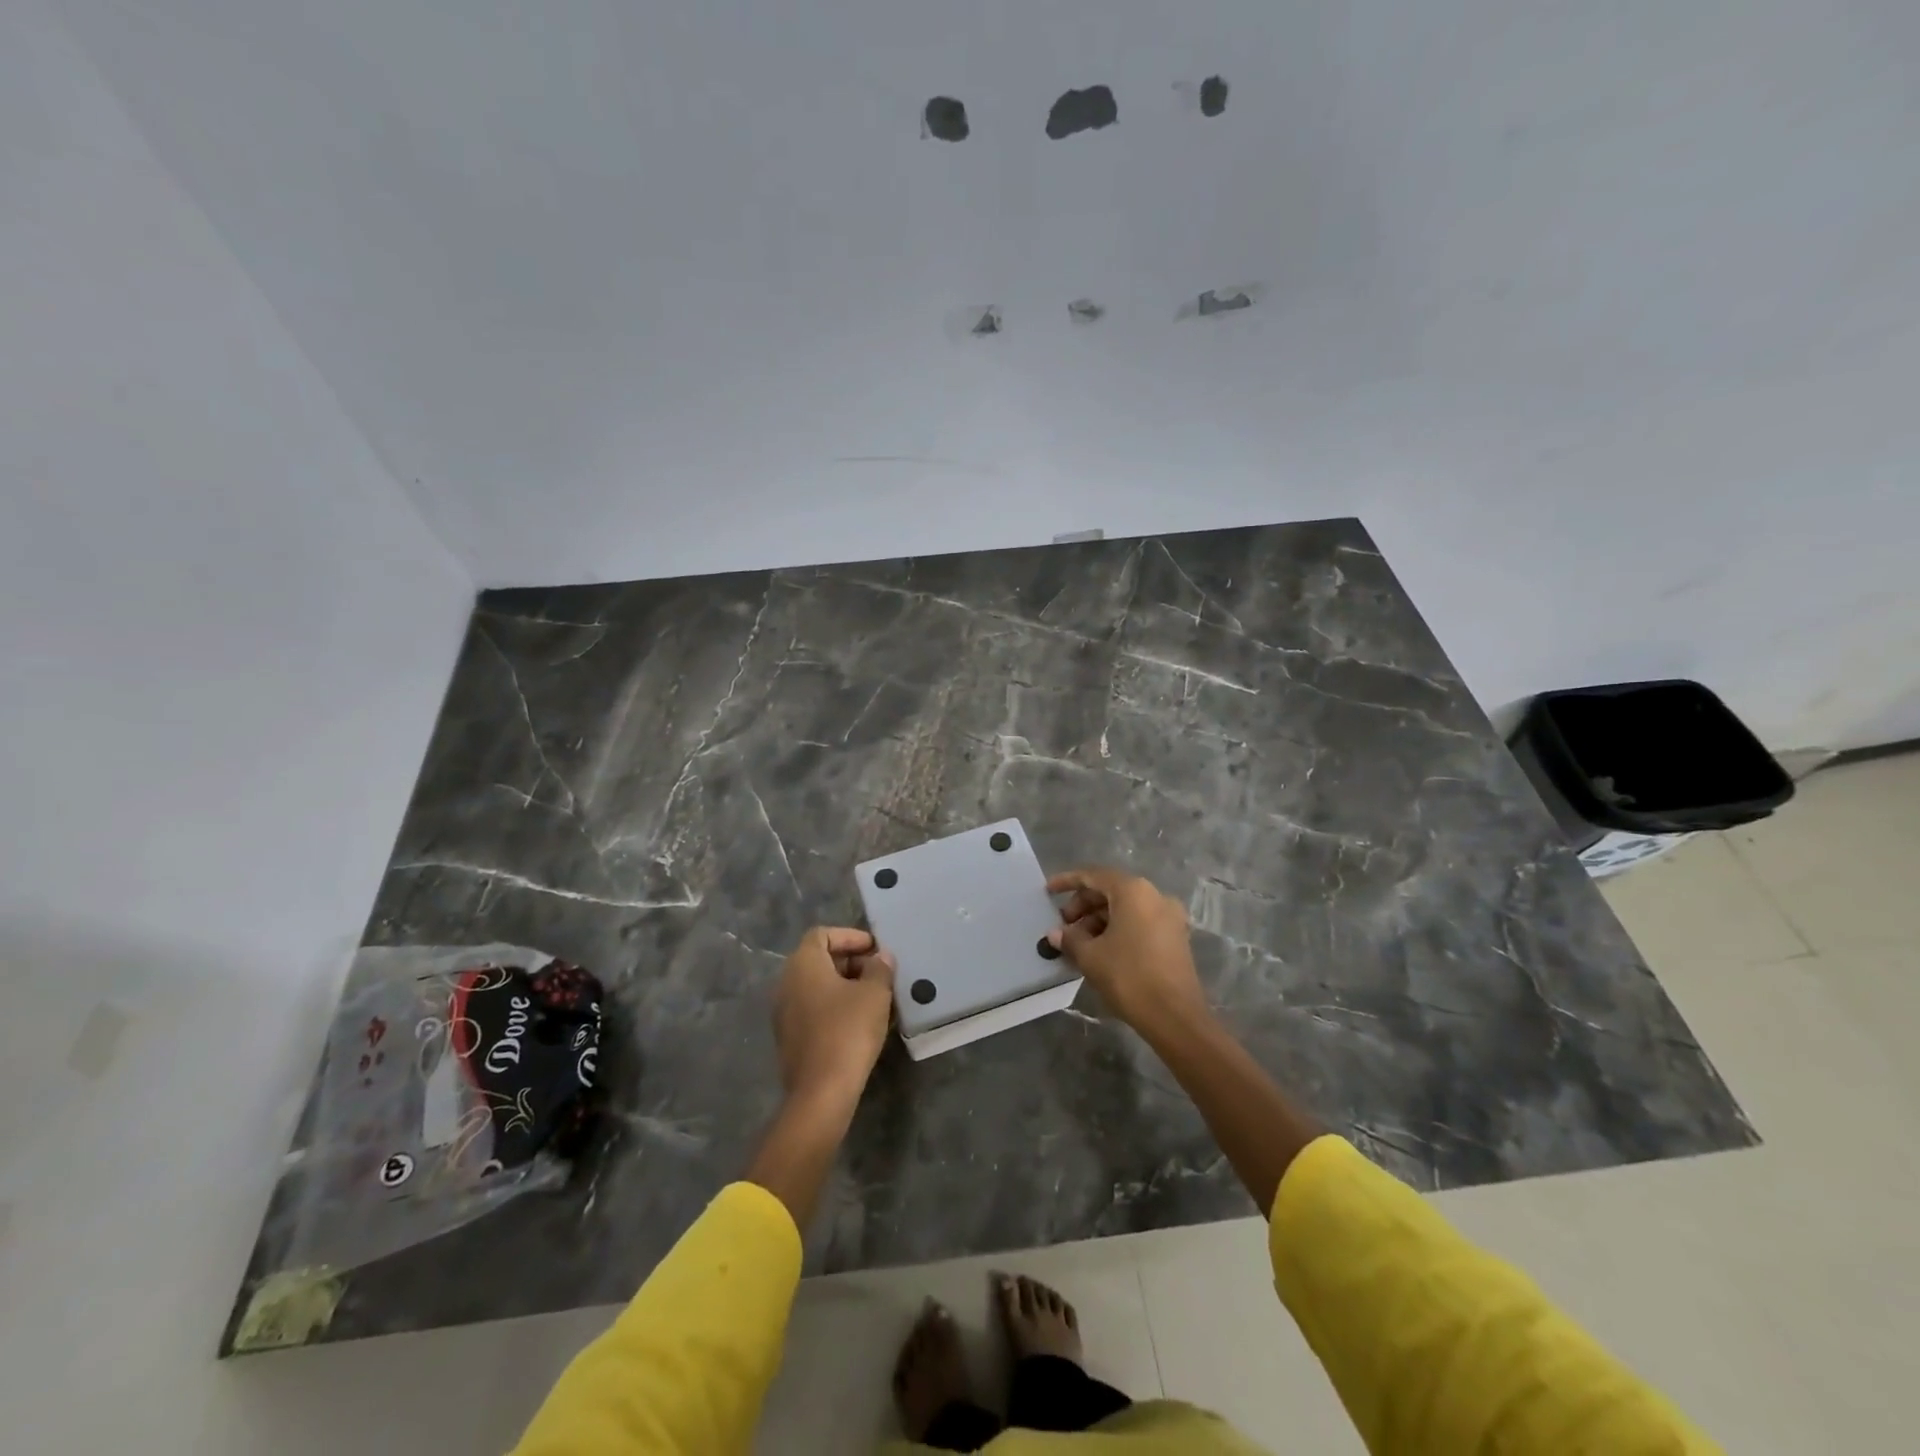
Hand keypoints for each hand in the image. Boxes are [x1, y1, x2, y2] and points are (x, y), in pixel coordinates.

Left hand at [773, 926, 895, 1106]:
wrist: (821, 1092)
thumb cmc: (848, 1031)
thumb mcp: (875, 994)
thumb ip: (879, 968)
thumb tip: (880, 957)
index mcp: (803, 964)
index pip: (822, 934)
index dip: (850, 936)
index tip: (875, 949)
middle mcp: (787, 983)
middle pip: (818, 959)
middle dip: (851, 961)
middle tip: (879, 972)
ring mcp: (784, 1012)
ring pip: (817, 986)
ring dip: (845, 985)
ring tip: (875, 997)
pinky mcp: (789, 1037)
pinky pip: (813, 1008)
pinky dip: (835, 1006)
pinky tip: (860, 1021)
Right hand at [1045, 867, 1210, 1035]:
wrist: (1175, 1017)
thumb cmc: (1129, 977)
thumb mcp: (1091, 956)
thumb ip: (1070, 938)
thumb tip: (1056, 934)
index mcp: (1133, 891)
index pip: (1093, 876)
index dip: (1067, 881)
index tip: (1047, 892)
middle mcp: (1155, 895)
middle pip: (1110, 891)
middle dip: (1083, 906)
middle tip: (1063, 927)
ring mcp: (1169, 916)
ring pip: (1125, 908)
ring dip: (1098, 920)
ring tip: (1079, 944)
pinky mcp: (1175, 937)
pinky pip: (1139, 922)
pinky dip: (1118, 929)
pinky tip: (1101, 950)